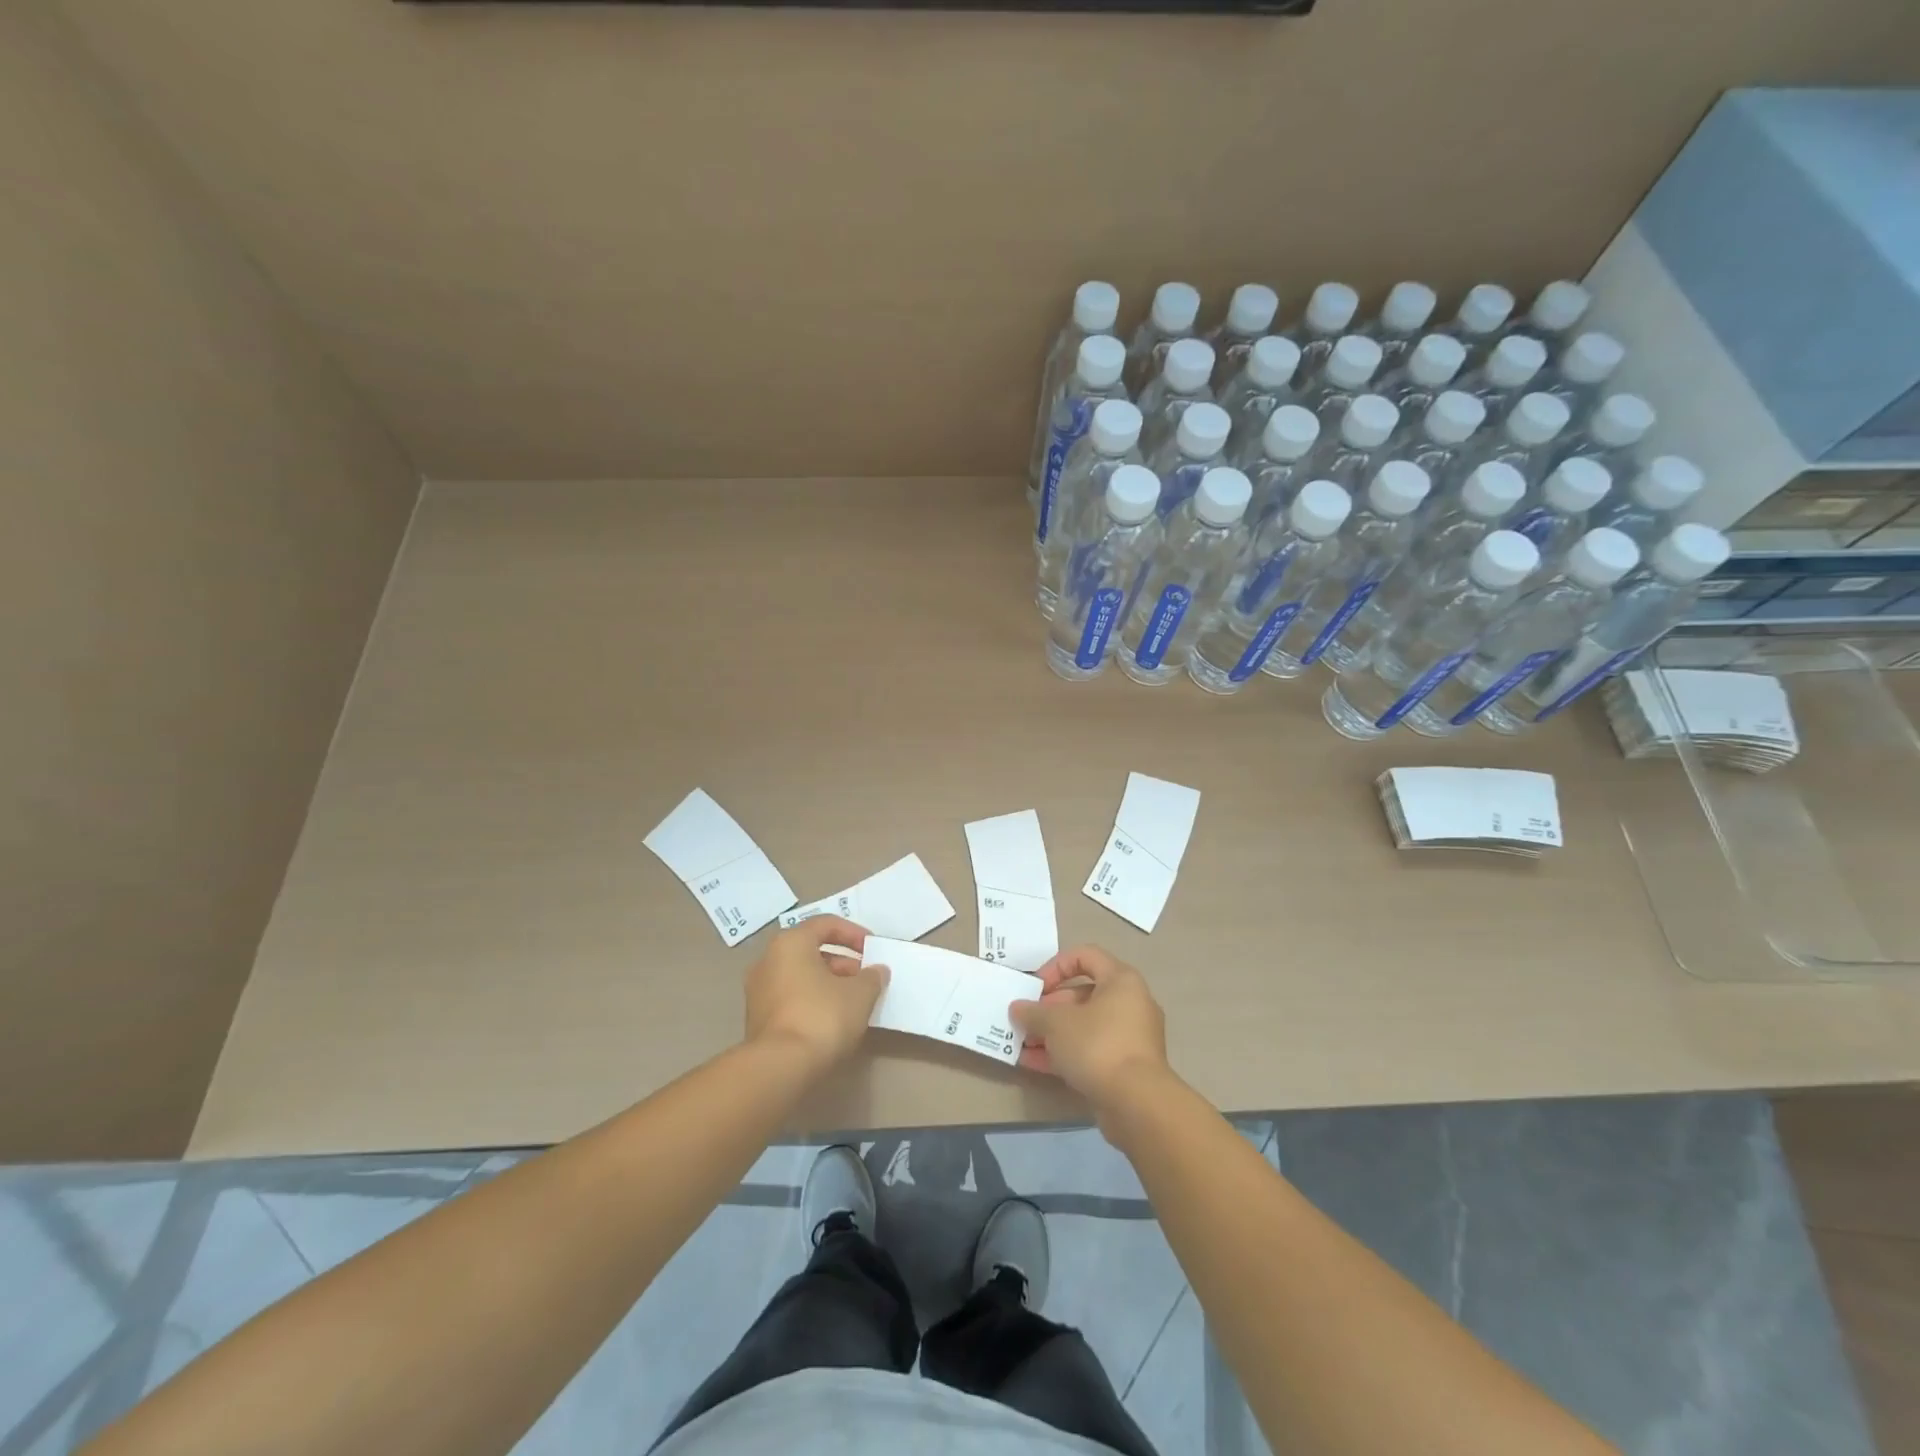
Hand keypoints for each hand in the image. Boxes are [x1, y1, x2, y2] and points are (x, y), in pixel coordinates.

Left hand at [744, 917, 889, 1074]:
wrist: (779, 1067)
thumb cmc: (821, 1016)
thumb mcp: (859, 994)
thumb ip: (872, 977)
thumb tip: (877, 971)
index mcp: (790, 943)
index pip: (825, 924)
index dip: (854, 933)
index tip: (873, 950)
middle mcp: (768, 960)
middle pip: (811, 950)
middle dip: (843, 962)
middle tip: (865, 979)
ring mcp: (758, 990)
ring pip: (801, 975)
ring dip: (828, 982)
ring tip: (853, 1002)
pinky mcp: (757, 1018)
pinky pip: (791, 997)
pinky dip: (812, 1000)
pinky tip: (832, 1020)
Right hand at [1009, 945, 1172, 1113]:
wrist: (1137, 1103)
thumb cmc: (1098, 1045)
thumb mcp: (1057, 1023)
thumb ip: (1033, 1012)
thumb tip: (1017, 1008)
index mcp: (1120, 980)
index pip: (1085, 956)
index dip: (1056, 966)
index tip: (1035, 986)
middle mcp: (1129, 1003)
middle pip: (1082, 994)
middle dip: (1048, 1007)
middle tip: (1025, 1019)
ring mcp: (1129, 1037)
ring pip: (1084, 1025)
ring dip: (1051, 1033)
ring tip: (1022, 1043)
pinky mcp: (1124, 1066)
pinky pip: (1090, 1050)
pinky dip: (1064, 1053)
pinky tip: (1033, 1063)